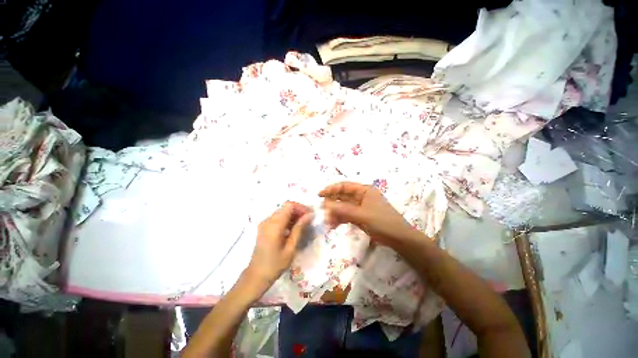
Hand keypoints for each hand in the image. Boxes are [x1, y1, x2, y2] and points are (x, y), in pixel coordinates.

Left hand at [247, 202, 313, 284]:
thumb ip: (299, 229)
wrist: (256, 276)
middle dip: (299, 211)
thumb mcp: (291, 248)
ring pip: (282, 211)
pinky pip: (278, 217)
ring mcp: (265, 223)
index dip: (301, 207)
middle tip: (309, 220)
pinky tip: (294, 229)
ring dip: (294, 215)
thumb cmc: (275, 265)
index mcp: (274, 225)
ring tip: (303, 225)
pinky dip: (288, 219)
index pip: (289, 205)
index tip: (310, 215)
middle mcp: (268, 220)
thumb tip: (309, 215)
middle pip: (286, 207)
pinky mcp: (264, 227)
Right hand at [319, 182, 417, 248]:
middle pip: (342, 197)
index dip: (331, 189)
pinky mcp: (360, 216)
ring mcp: (360, 207)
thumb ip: (343, 210)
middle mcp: (361, 196)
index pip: (344, 186)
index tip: (320, 195)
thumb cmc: (382, 222)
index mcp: (364, 190)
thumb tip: (326, 205)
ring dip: (335, 213)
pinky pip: (347, 215)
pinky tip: (333, 225)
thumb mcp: (362, 215)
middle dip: (332, 204)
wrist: (399, 238)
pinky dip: (340, 219)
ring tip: (328, 222)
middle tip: (323, 212)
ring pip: (343, 207)